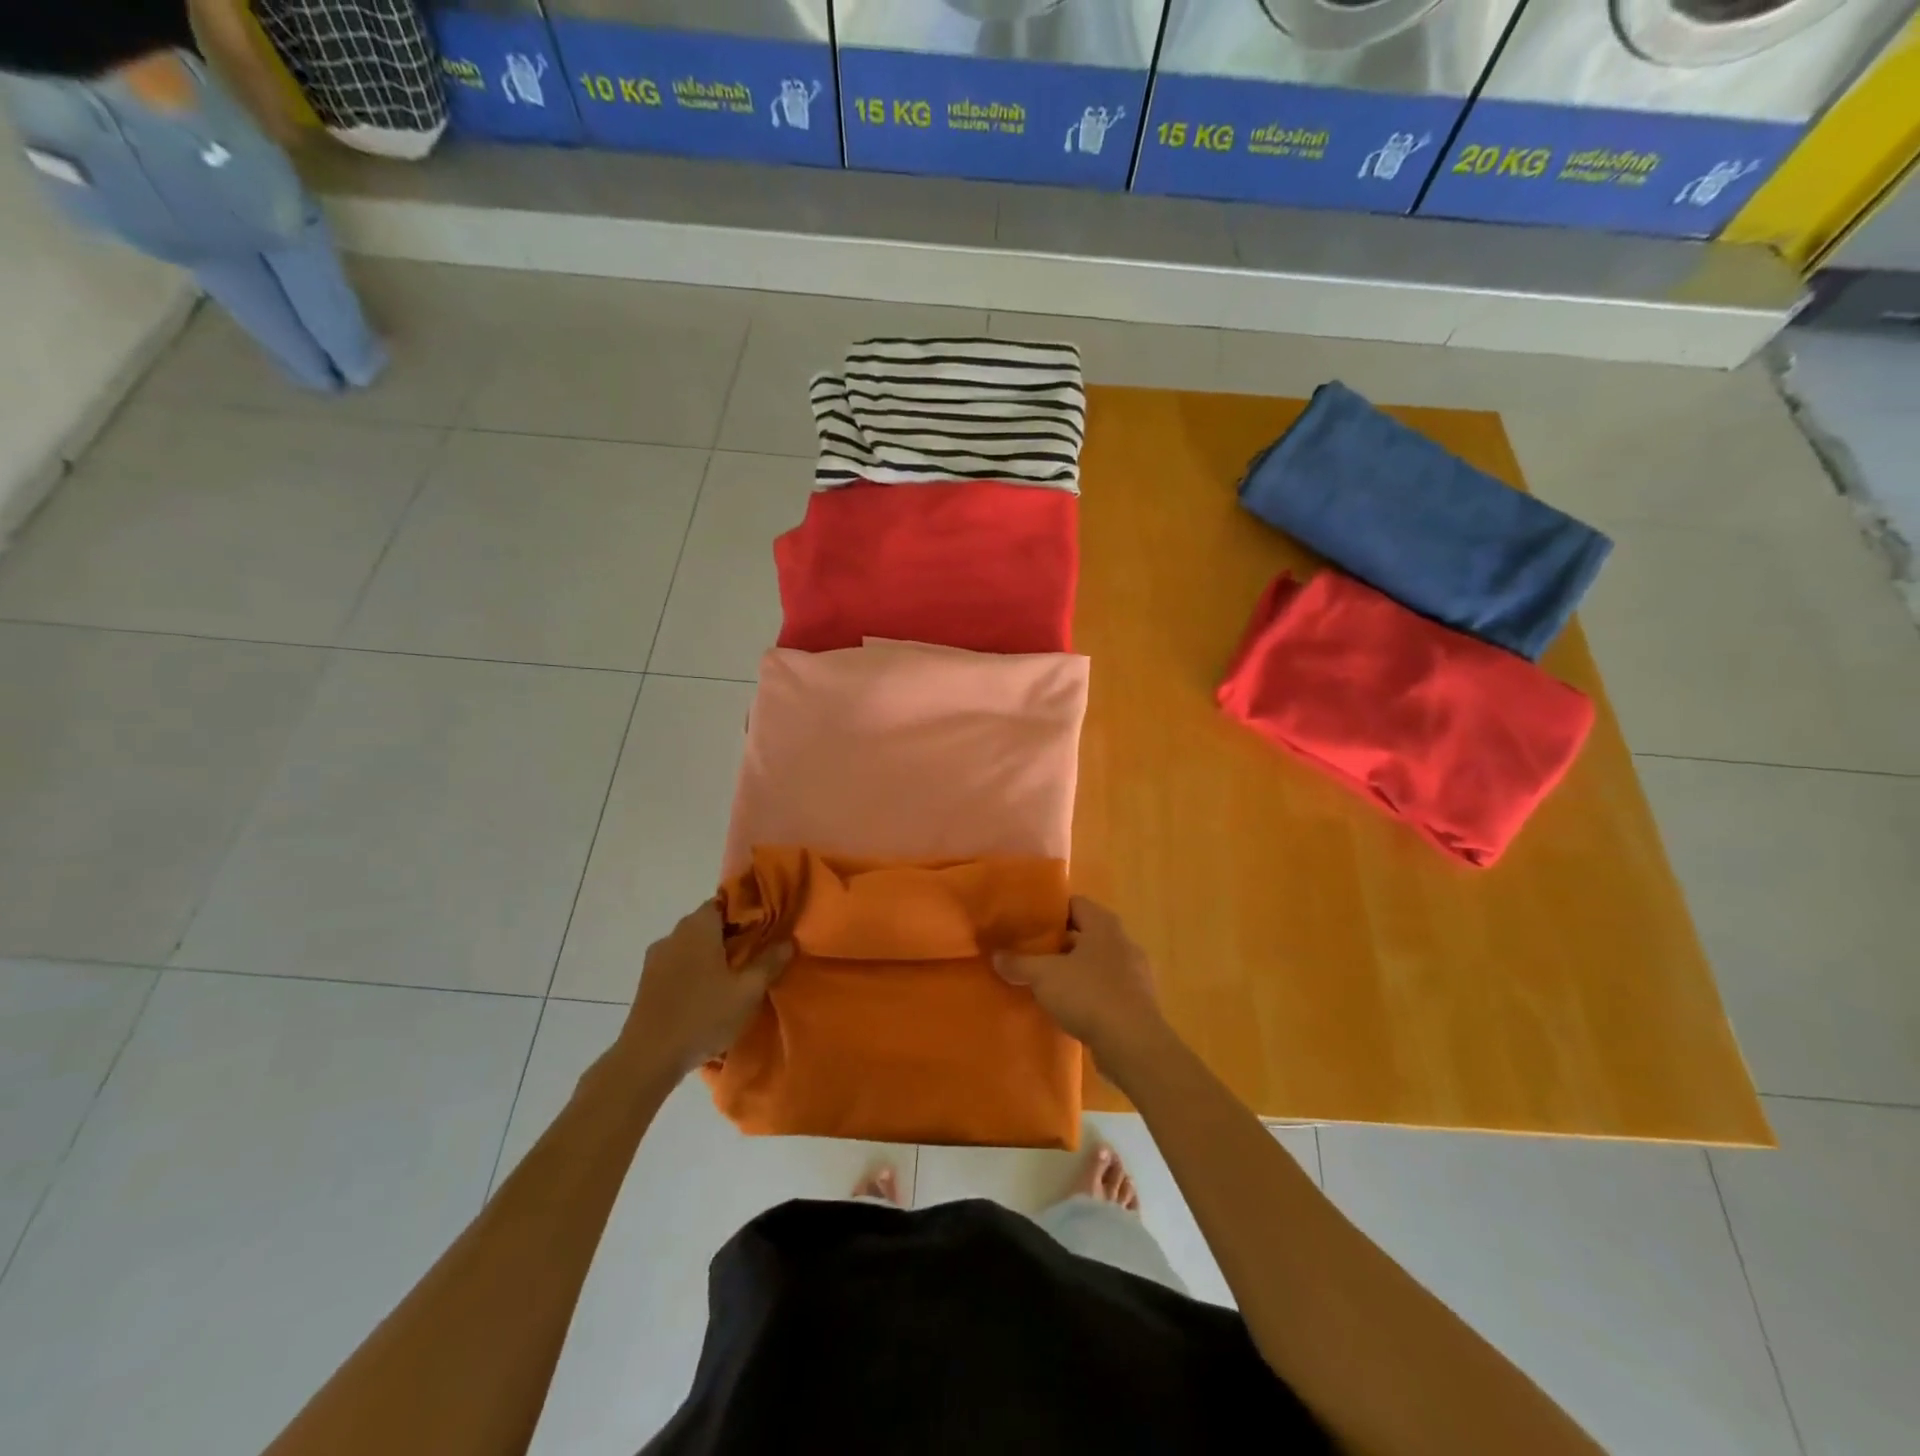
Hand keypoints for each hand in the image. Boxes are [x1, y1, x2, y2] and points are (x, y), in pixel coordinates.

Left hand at [618, 903, 790, 1078]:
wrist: (647, 1059)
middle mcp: (674, 934)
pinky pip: (678, 964)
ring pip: (692, 945)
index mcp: (698, 927)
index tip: (766, 929)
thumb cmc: (703, 1016)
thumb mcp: (748, 991)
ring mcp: (656, 958)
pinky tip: (707, 994)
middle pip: (709, 923)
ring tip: (733, 978)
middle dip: (732, 935)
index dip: (748, 912)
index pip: (725, 902)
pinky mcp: (646, 982)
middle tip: (756, 955)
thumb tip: (788, 941)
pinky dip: (694, 971)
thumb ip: (769, 962)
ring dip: (712, 955)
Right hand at [995, 897, 1170, 1078]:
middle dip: (1059, 942)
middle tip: (1030, 951)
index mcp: (1104, 925)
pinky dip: (1088, 993)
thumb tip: (995, 956)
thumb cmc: (1089, 994)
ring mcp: (1135, 973)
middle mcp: (1123, 942)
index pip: (1075, 904)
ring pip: (1096, 963)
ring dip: (1074, 970)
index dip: (1051, 910)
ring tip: (1045, 981)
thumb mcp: (1044, 976)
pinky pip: (1107, 989)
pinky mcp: (1138, 1003)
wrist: (1133, 1044)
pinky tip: (1068, 1007)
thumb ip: (1019, 963)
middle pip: (1086, 934)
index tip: (1028, 921)